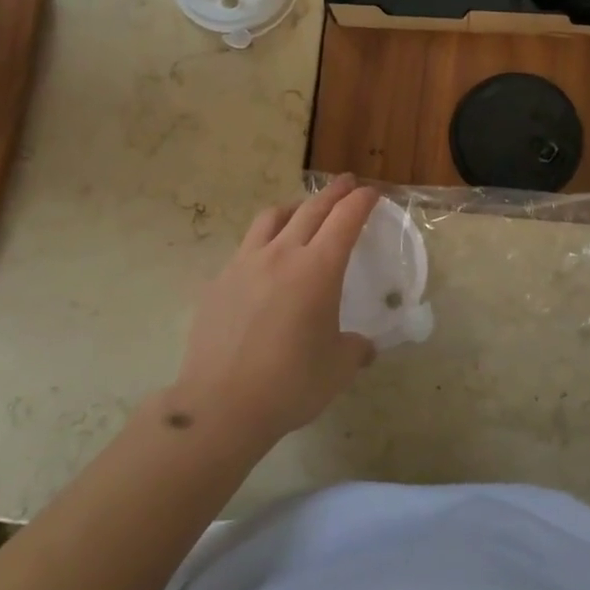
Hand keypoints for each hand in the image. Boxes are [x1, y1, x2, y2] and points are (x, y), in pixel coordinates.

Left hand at [168, 175, 379, 450]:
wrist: (221, 405)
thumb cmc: (291, 383)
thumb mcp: (339, 368)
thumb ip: (356, 348)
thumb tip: (363, 346)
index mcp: (318, 268)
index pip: (345, 219)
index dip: (361, 201)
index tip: (371, 192)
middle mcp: (282, 254)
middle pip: (311, 209)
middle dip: (333, 193)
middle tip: (346, 184)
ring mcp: (245, 264)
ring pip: (272, 218)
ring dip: (294, 208)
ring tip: (302, 212)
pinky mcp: (219, 281)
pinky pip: (246, 248)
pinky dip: (264, 242)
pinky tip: (266, 262)